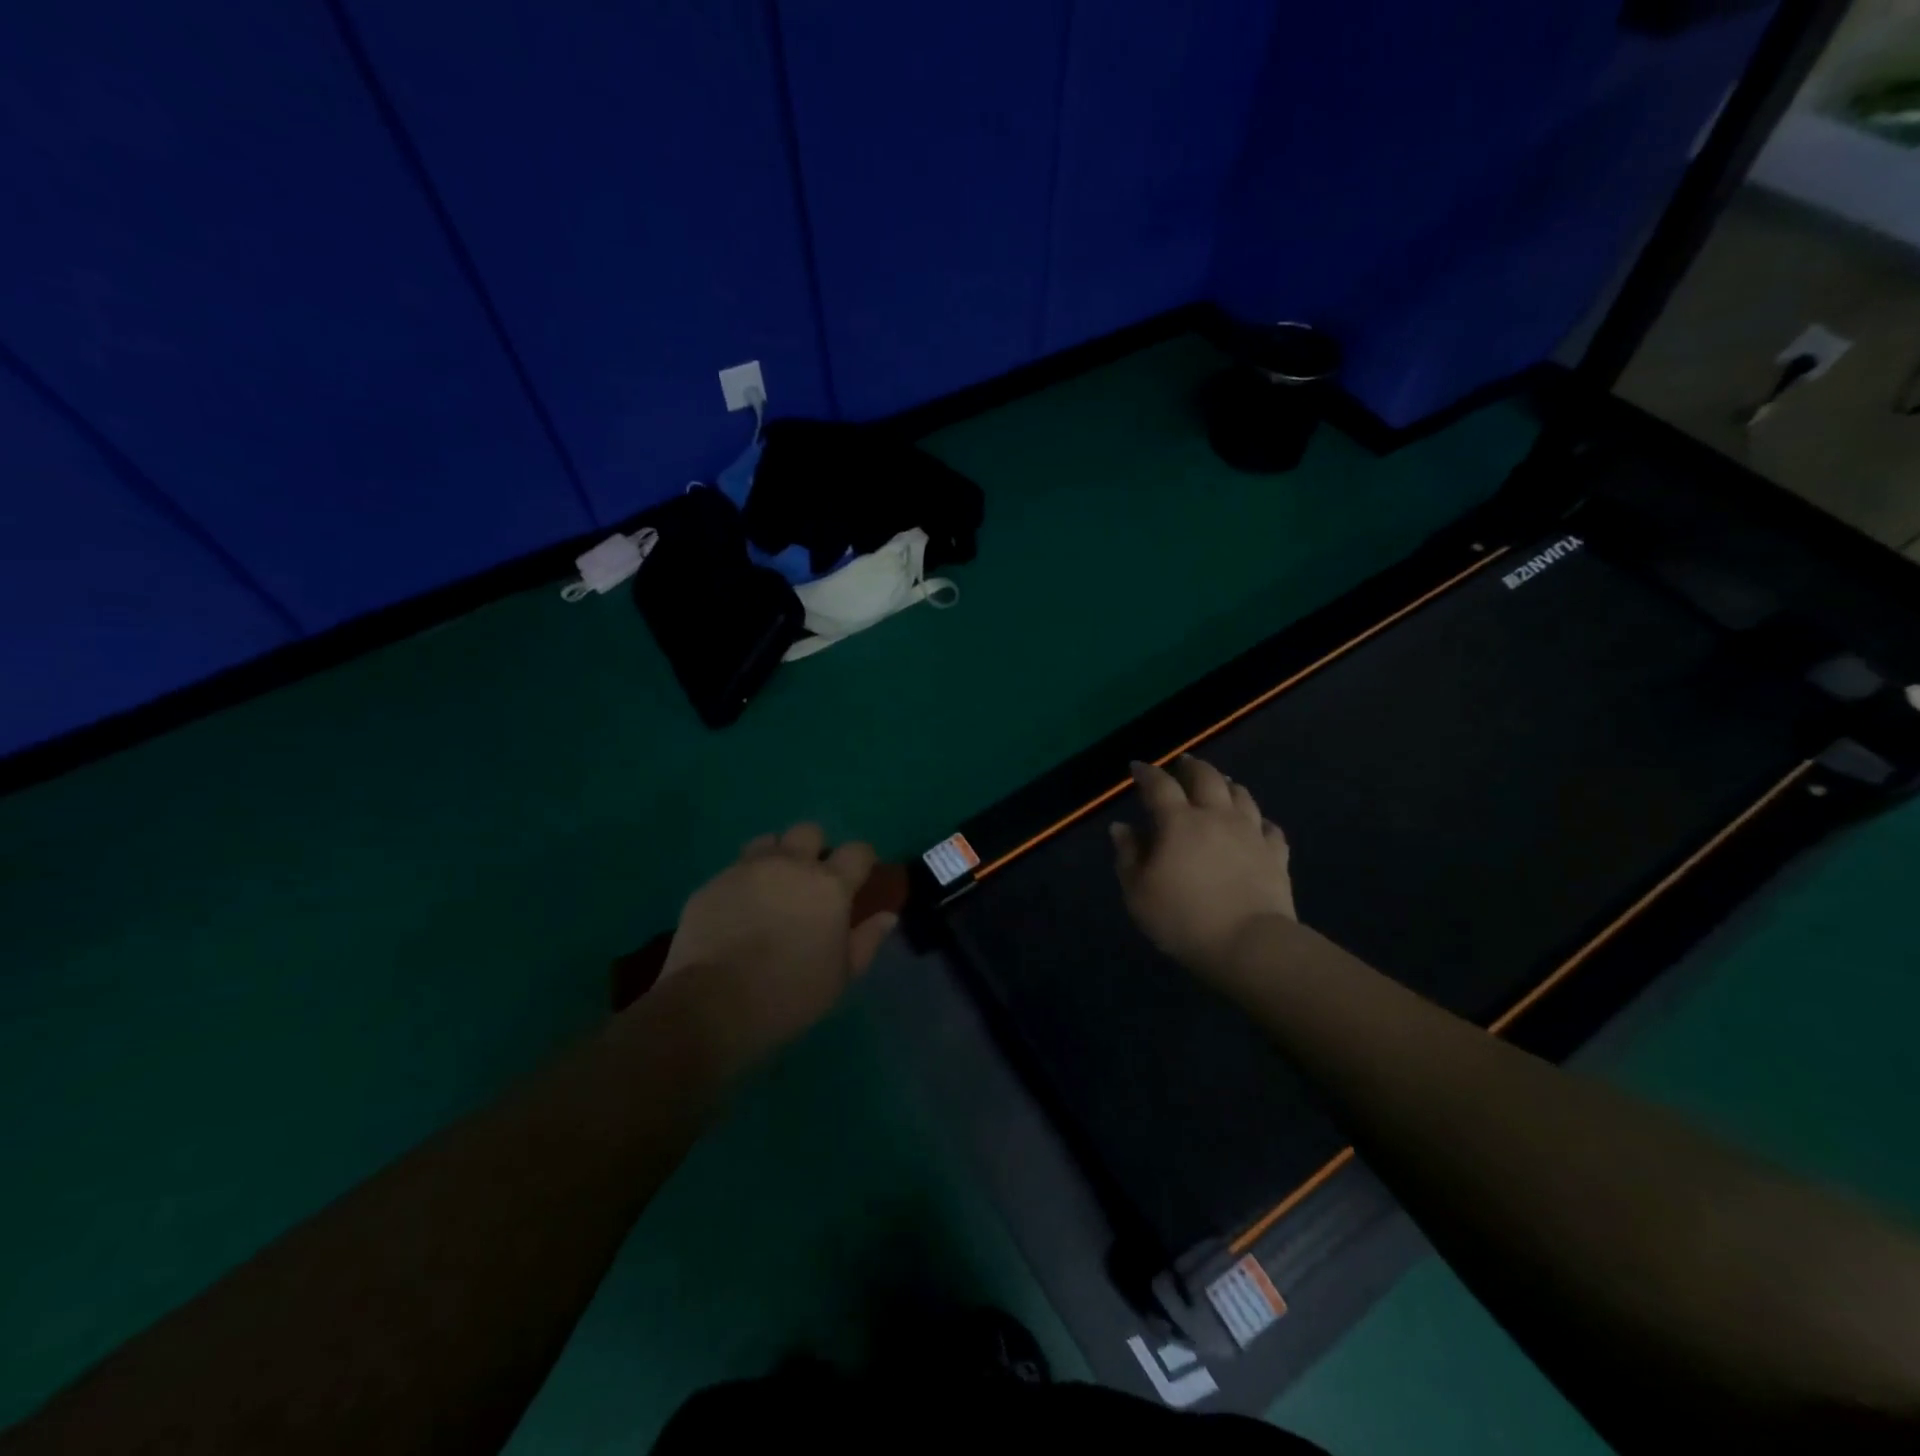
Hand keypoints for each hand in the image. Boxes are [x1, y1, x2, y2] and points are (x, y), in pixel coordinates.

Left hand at [655, 823, 897, 1074]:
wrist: (712, 1005)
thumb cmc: (790, 994)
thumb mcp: (841, 976)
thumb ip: (866, 940)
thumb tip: (886, 916)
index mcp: (829, 884)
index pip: (858, 850)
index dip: (862, 861)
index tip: (859, 879)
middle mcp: (789, 864)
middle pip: (809, 831)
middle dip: (815, 849)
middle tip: (811, 882)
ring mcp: (746, 869)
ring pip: (768, 842)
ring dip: (776, 858)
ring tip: (772, 889)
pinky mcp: (712, 883)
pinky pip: (734, 870)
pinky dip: (744, 883)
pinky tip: (738, 913)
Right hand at [1111, 756, 1294, 986]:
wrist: (1249, 944)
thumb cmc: (1183, 919)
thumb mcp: (1138, 892)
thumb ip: (1128, 856)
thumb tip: (1122, 827)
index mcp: (1179, 822)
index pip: (1160, 786)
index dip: (1147, 773)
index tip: (1138, 767)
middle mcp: (1217, 817)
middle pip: (1206, 778)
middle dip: (1192, 767)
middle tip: (1183, 764)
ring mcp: (1251, 833)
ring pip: (1241, 795)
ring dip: (1227, 784)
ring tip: (1220, 783)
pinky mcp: (1276, 855)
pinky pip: (1269, 828)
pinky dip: (1258, 821)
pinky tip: (1256, 825)